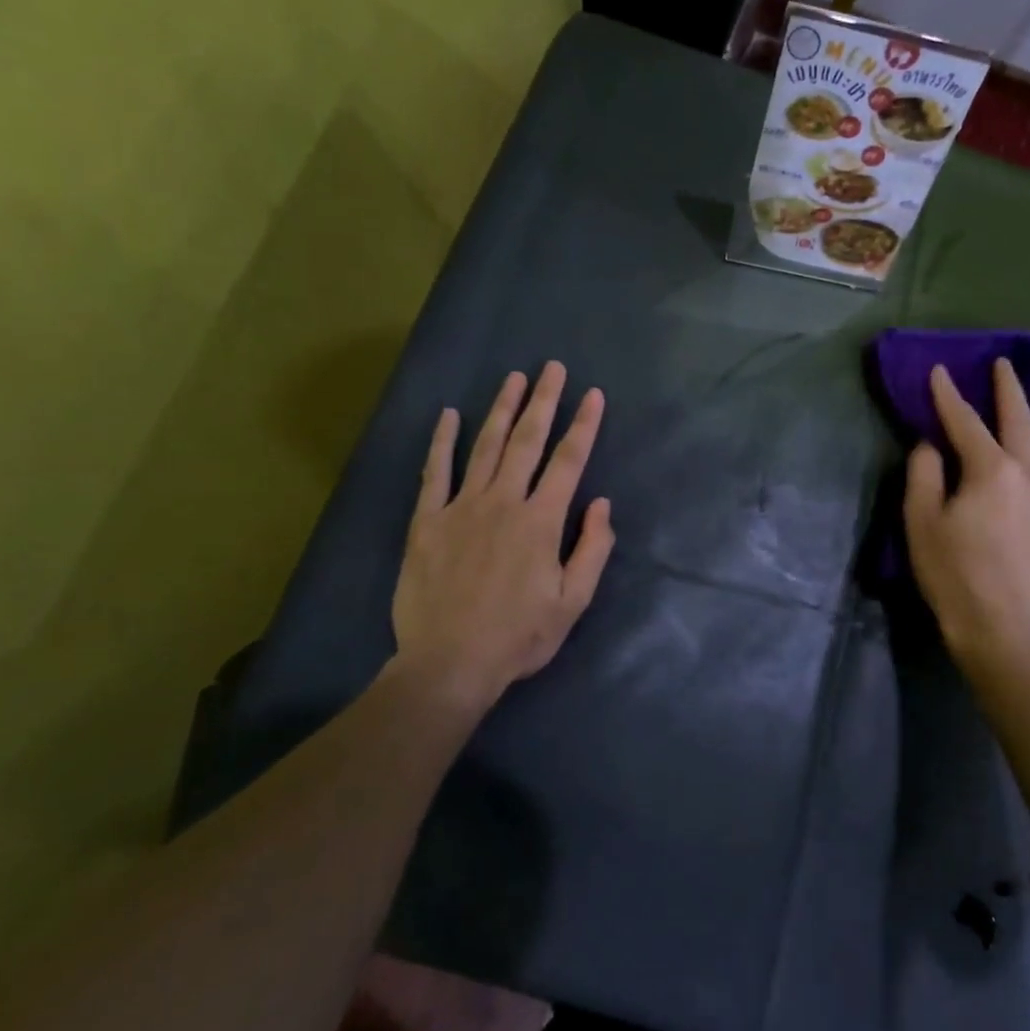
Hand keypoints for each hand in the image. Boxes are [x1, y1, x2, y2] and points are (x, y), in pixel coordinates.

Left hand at [392, 362, 614, 716]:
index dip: (584, 425)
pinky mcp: (428, 521)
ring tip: (513, 378)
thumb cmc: (518, 637)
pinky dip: (442, 441)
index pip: (569, 462)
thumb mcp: (573, 602)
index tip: (593, 395)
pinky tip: (449, 415)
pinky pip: (435, 472)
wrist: (449, 662)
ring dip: (502, 410)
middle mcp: (503, 502)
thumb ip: (592, 549)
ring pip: (486, 446)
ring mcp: (461, 508)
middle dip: (544, 401)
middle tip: (552, 368)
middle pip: (528, 441)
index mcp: (541, 522)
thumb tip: (601, 504)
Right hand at [903, 359, 1029, 672]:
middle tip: (1003, 367)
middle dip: (1009, 387)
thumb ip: (924, 473)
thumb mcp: (920, 519)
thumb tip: (932, 446)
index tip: (940, 371)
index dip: (948, 394)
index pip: (965, 421)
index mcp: (991, 470)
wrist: (997, 622)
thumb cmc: (951, 571)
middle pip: (1024, 418)